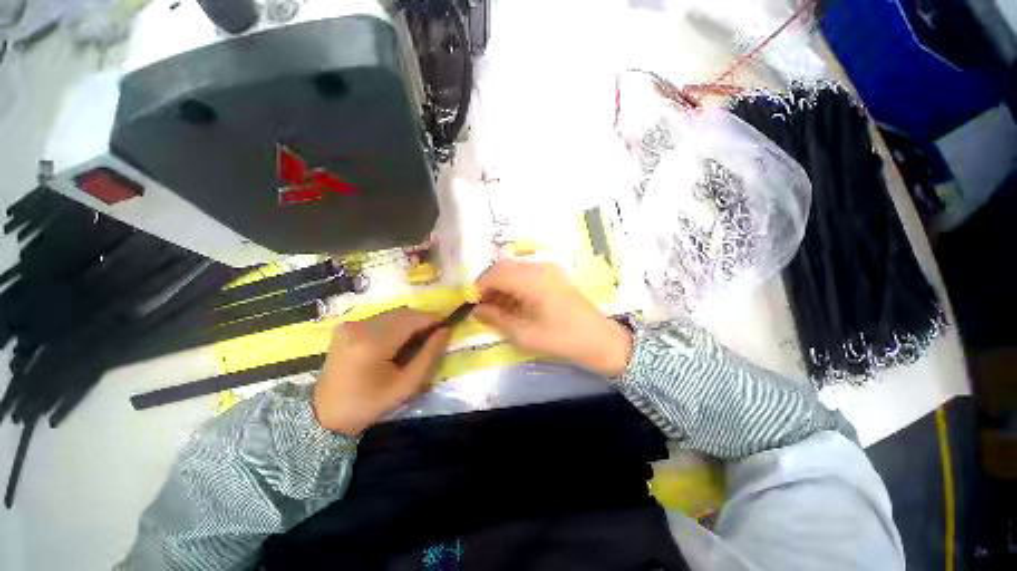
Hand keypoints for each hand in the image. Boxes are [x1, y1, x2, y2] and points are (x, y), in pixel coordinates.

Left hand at [313, 308, 450, 434]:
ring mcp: (350, 324)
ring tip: (419, 339)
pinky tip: (399, 340)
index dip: (433, 319)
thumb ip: (429, 355)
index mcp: (372, 343)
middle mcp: (359, 326)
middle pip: (402, 313)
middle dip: (423, 321)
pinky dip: (396, 325)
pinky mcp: (346, 326)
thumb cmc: (369, 404)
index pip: (412, 319)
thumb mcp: (407, 385)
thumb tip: (445, 331)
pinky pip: (381, 319)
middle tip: (436, 334)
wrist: (325, 415)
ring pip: (392, 314)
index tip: (448, 325)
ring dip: (410, 322)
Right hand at [474, 260, 632, 376]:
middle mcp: (539, 267)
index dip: (478, 286)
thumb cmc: (560, 339)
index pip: (495, 273)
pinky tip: (511, 301)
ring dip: (500, 283)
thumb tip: (475, 309)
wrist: (599, 339)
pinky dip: (513, 284)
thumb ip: (496, 318)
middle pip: (503, 267)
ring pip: (513, 269)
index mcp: (532, 279)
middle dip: (488, 284)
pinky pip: (525, 273)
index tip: (469, 303)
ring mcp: (548, 269)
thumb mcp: (523, 334)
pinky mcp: (553, 275)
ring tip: (494, 306)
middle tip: (480, 305)